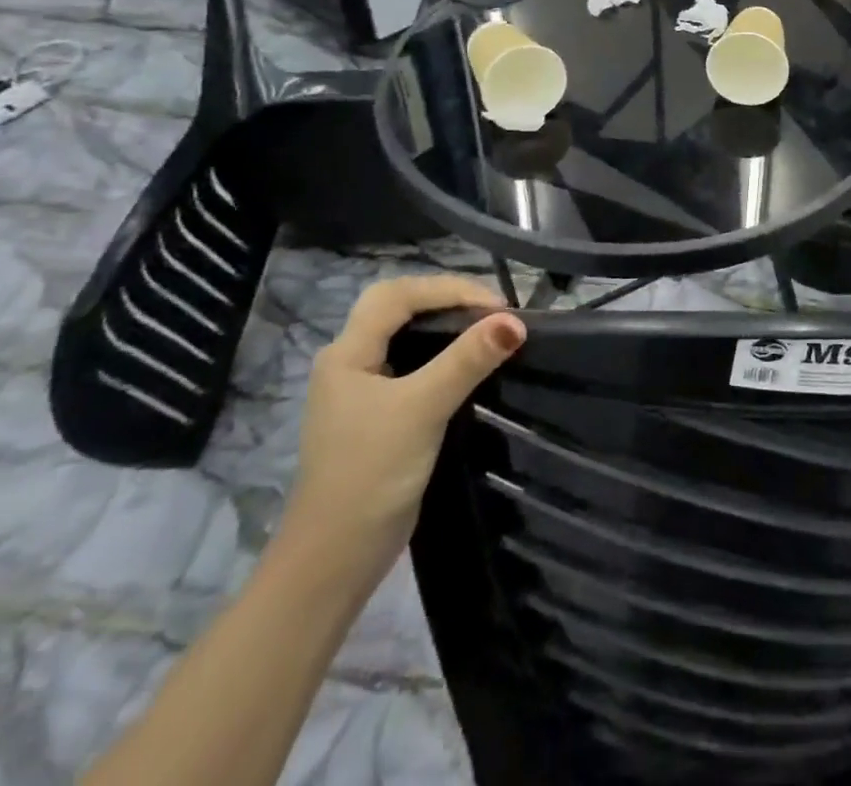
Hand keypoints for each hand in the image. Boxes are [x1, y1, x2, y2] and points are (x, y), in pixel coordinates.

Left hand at [274, 274, 524, 586]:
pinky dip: (443, 356)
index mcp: (347, 352)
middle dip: (447, 300)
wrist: (335, 560)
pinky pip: (412, 366)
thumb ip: (467, 361)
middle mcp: (349, 362)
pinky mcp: (377, 416)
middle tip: (493, 313)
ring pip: (406, 336)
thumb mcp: (422, 409)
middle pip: (399, 308)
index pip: (399, 294)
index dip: (449, 289)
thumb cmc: (371, 474)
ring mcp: (361, 391)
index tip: (496, 307)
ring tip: (489, 331)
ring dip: (446, 327)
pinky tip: (469, 367)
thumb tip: (515, 321)